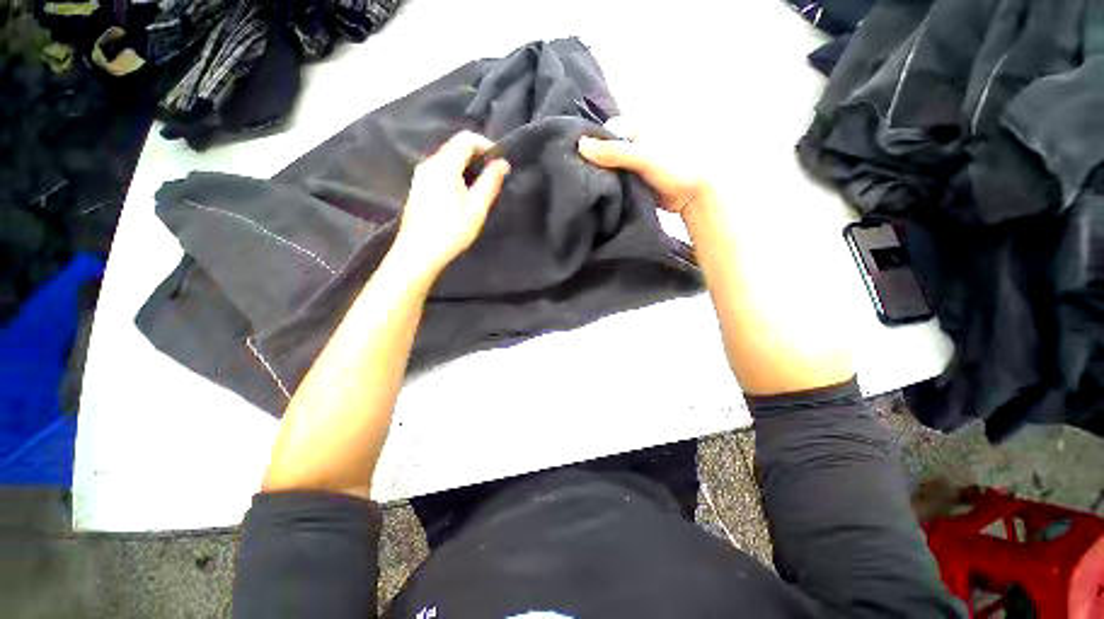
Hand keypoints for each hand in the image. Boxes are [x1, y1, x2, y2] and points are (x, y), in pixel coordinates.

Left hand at [392, 131, 510, 277]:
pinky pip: (440, 172)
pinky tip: (463, 197)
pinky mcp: (418, 187)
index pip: (465, 138)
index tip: (499, 162)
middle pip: (455, 147)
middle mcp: (429, 164)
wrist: (419, 252)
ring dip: (467, 168)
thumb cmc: (452, 229)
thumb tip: (503, 163)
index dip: (486, 145)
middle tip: (493, 177)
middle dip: (477, 157)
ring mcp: (421, 176)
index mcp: (443, 164)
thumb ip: (491, 182)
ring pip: (447, 160)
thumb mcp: (477, 207)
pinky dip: (455, 175)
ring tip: (480, 189)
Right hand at [578, 126, 708, 215]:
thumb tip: (580, 145)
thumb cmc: (674, 167)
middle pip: (604, 151)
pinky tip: (597, 194)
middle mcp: (630, 143)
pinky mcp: (631, 181)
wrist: (692, 195)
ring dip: (600, 177)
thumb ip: (613, 152)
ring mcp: (631, 164)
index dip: (590, 144)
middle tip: (578, 177)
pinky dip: (607, 187)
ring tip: (585, 187)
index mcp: (634, 128)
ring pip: (608, 168)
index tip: (576, 159)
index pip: (603, 132)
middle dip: (593, 163)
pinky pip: (614, 182)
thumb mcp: (642, 157)